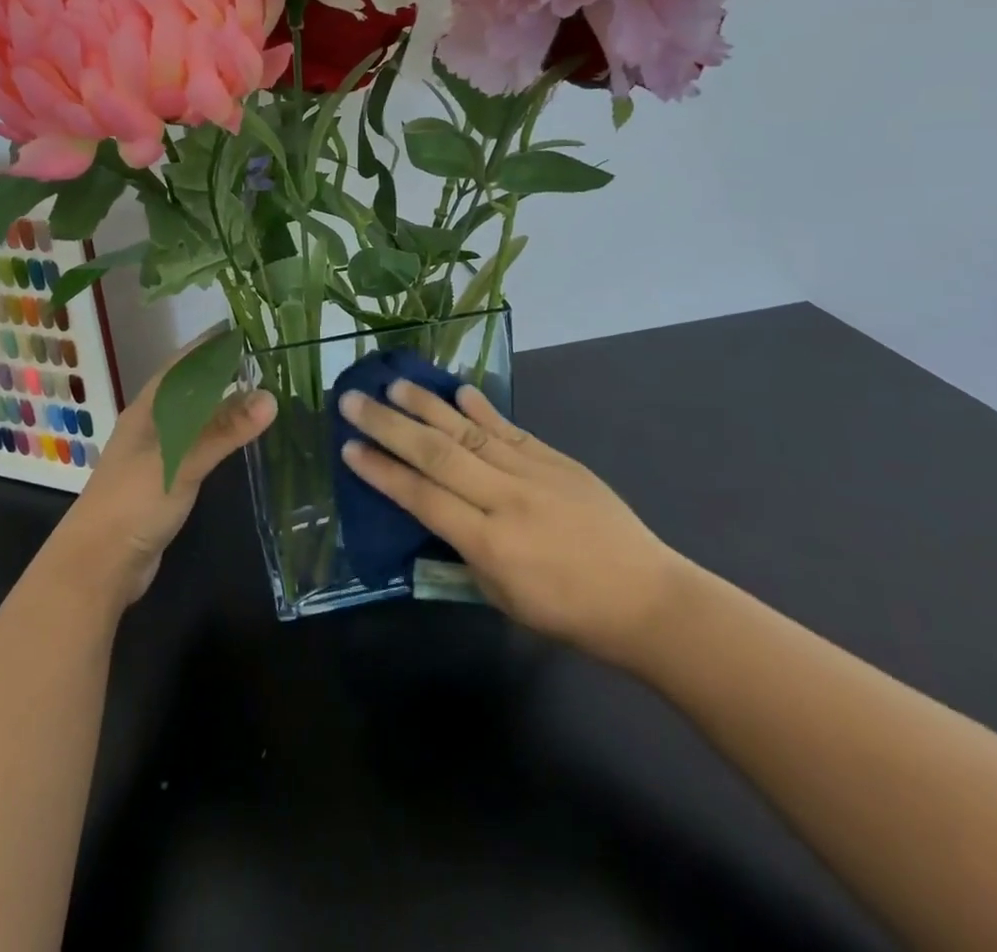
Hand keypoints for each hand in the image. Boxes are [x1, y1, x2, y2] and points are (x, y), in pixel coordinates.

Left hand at [52, 343, 276, 608]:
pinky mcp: (162, 481)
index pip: (181, 364)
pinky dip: (215, 435)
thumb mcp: (181, 461)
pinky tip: (235, 438)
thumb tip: (271, 396)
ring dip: (218, 403)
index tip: (242, 328)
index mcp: (147, 409)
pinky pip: (194, 445)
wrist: (98, 564)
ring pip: (191, 417)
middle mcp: (150, 424)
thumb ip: (224, 430)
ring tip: (256, 390)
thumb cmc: (133, 502)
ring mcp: (154, 454)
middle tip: (261, 358)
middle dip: (218, 371)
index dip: (208, 345)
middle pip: (187, 388)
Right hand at [339, 380, 684, 667]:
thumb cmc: (568, 613)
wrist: (647, 598)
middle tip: (352, 401)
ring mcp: (533, 473)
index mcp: (490, 545)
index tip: (349, 448)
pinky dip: (480, 407)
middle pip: (436, 454)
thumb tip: (431, 513)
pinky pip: (508, 428)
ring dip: (426, 405)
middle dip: (388, 426)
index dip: (382, 472)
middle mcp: (506, 499)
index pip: (423, 498)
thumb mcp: (502, 598)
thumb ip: (462, 553)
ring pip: (468, 431)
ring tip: (394, 384)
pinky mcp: (556, 459)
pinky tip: (457, 389)